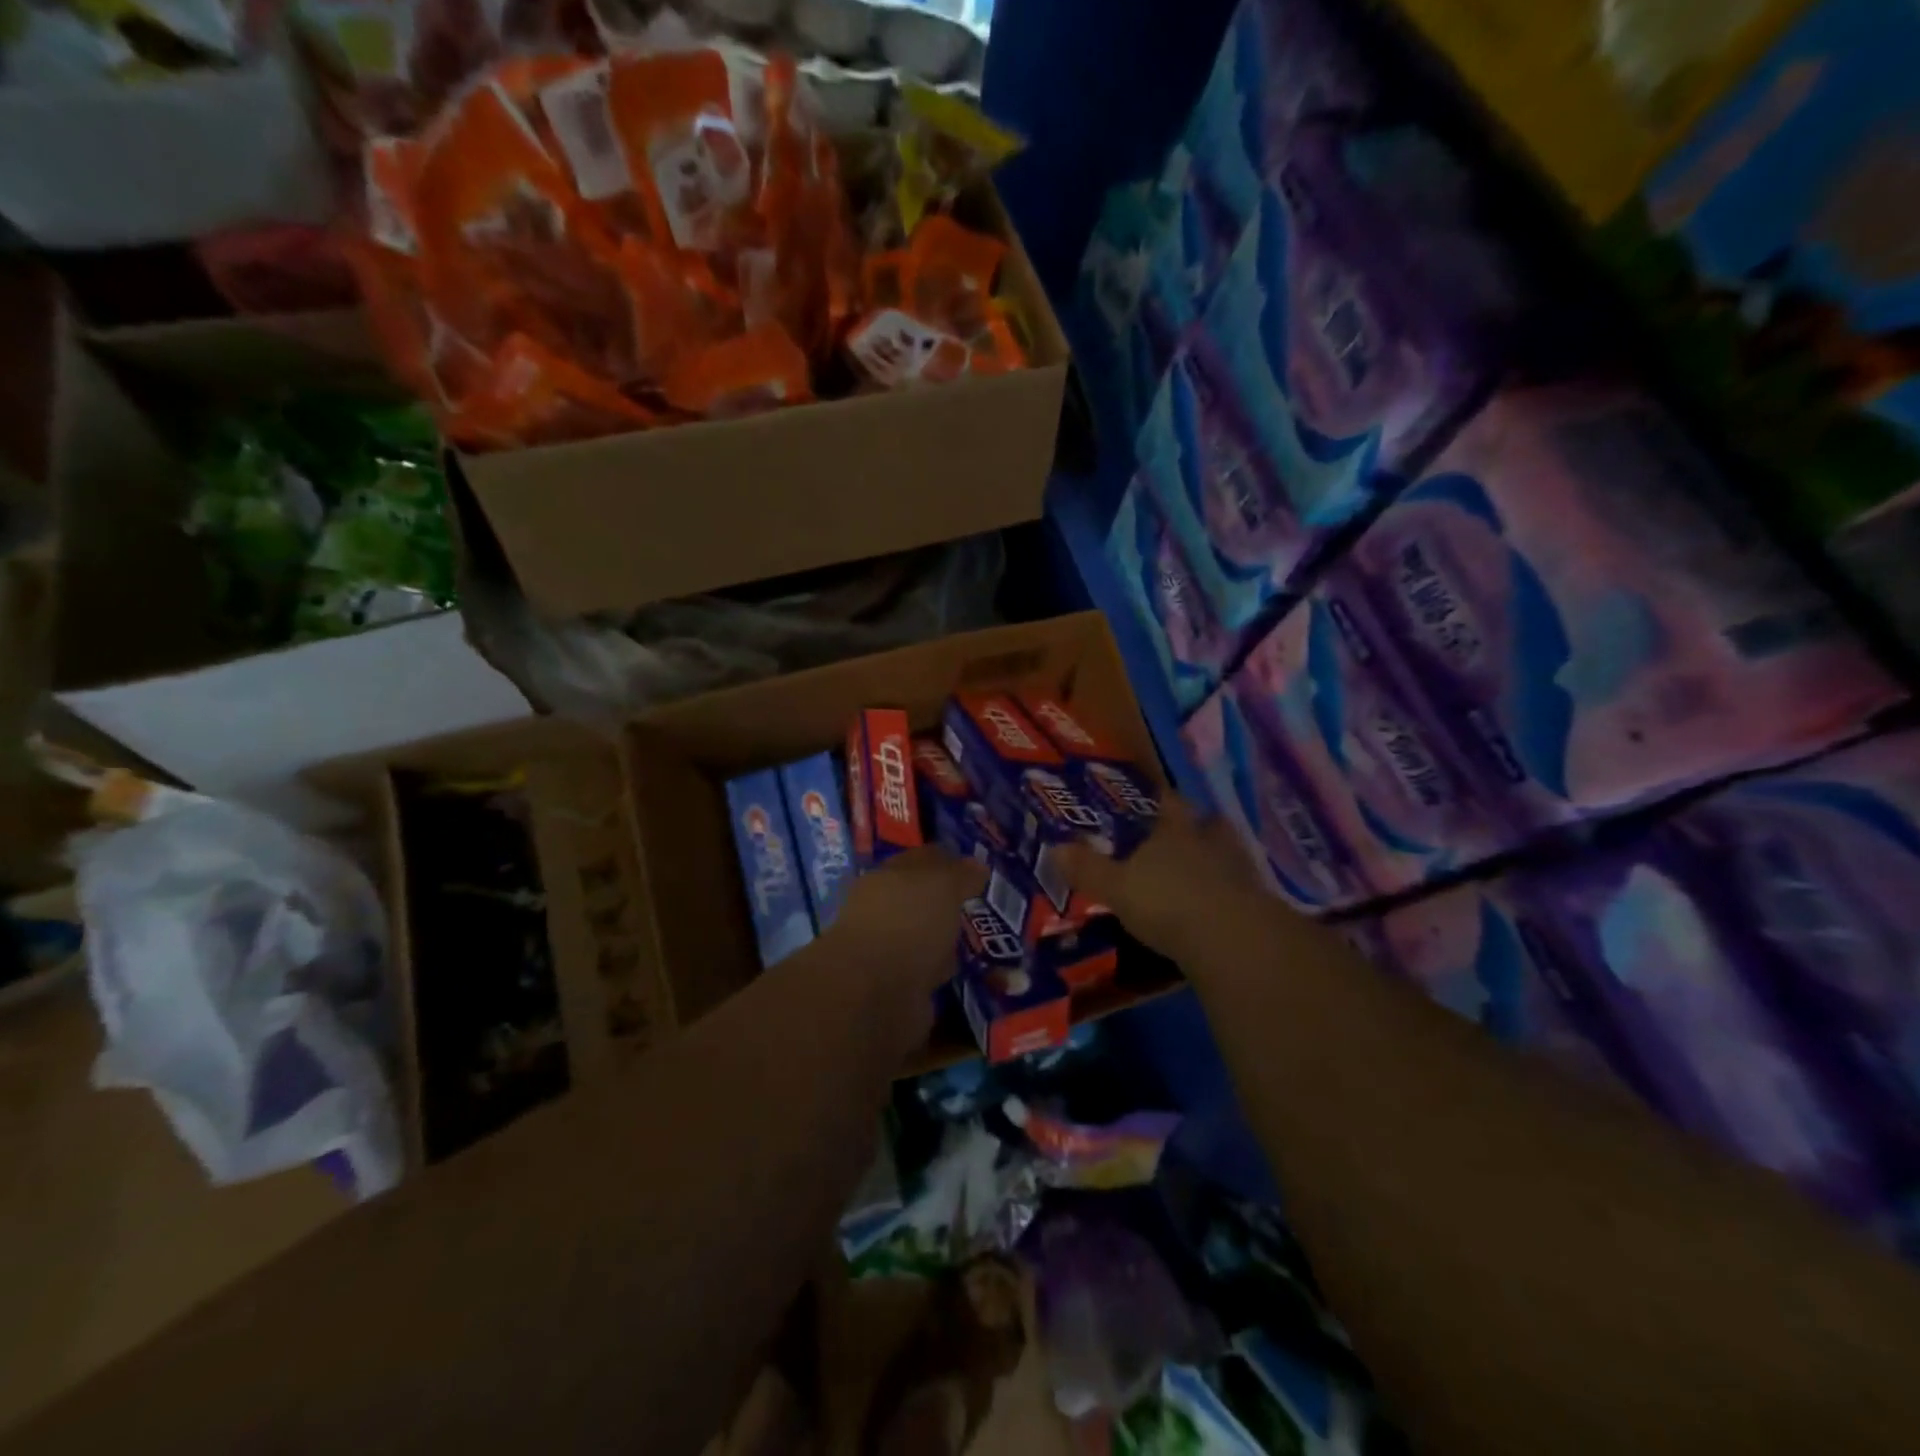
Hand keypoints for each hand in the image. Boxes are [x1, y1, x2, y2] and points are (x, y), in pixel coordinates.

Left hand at [824, 846, 986, 1001]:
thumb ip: (961, 873)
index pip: (921, 861)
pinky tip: (964, 972)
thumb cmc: (908, 923)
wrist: (877, 994)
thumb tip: (977, 866)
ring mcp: (887, 951)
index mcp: (886, 877)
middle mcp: (882, 911)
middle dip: (948, 904)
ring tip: (978, 943)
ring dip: (945, 941)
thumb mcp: (942, 884)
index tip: (979, 871)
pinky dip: (942, 971)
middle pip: (921, 901)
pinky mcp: (896, 987)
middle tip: (982, 908)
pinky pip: (927, 971)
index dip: (949, 862)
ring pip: (924, 937)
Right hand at [1057, 799, 1267, 957]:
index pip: (1170, 804)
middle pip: (1210, 824)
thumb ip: (1088, 869)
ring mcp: (1241, 872)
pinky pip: (1243, 890)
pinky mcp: (1259, 904)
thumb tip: (1055, 848)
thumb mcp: (1117, 888)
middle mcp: (1211, 843)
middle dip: (1200, 826)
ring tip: (1204, 871)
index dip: (1164, 800)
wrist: (1233, 940)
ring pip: (1231, 854)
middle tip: (1188, 833)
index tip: (1159, 798)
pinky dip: (1232, 893)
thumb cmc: (1167, 903)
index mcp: (1175, 832)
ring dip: (1219, 859)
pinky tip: (1220, 906)